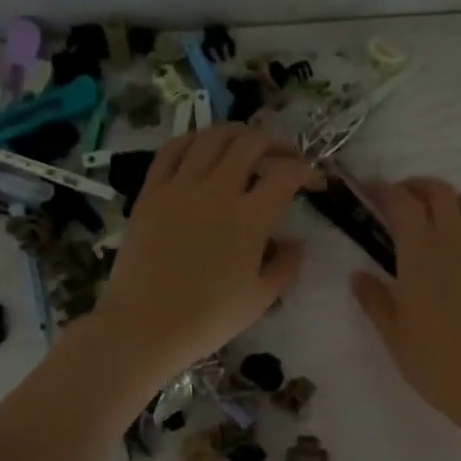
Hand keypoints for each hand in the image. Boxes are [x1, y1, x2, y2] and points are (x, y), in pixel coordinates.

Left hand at [94, 125, 319, 381]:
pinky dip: (192, 140)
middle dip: (276, 144)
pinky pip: (171, 150)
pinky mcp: (150, 193)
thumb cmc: (208, 318)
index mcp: (250, 217)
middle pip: (250, 144)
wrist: (145, 325)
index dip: (307, 172)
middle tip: (284, 159)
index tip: (315, 184)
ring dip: (236, 134)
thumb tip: (295, 243)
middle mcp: (217, 190)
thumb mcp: (260, 299)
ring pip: (212, 137)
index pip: (286, 175)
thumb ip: (285, 265)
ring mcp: (180, 187)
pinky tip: (201, 146)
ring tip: (246, 145)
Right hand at [351, 177, 460, 425]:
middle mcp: (454, 244)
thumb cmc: (432, 361)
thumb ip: (374, 299)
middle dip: (420, 187)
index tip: (372, 192)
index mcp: (420, 255)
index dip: (385, 190)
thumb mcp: (393, 333)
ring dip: (459, 202)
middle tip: (405, 198)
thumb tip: (358, 276)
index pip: (402, 204)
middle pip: (441, 193)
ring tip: (447, 216)